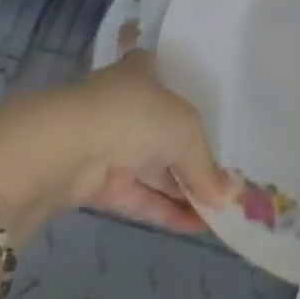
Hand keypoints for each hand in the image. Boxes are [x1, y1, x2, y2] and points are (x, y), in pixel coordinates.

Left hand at [0, 53, 232, 237]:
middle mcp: (122, 104)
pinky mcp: (94, 183)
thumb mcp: (188, 132)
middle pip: (162, 130)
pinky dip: (164, 210)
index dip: (184, 91)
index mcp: (140, 72)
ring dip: (182, 189)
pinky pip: (138, 196)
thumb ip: (207, 166)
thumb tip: (229, 197)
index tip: (209, 113)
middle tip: (225, 181)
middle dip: (191, 156)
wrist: (70, 149)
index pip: (162, 74)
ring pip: (150, 167)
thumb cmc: (137, 116)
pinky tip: (195, 226)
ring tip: (219, 211)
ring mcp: (106, 144)